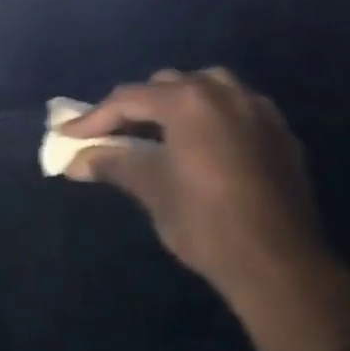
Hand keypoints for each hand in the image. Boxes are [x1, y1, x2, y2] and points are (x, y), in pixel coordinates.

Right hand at [60, 69, 335, 311]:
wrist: (280, 265)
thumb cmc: (207, 224)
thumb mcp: (154, 190)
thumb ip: (115, 164)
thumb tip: (75, 159)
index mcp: (190, 101)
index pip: (130, 99)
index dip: (95, 117)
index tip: (69, 135)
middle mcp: (225, 91)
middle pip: (169, 85)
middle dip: (137, 106)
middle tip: (113, 135)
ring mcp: (258, 109)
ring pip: (208, 88)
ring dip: (179, 103)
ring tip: (160, 131)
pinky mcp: (280, 132)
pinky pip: (237, 109)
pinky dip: (213, 117)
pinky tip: (205, 144)